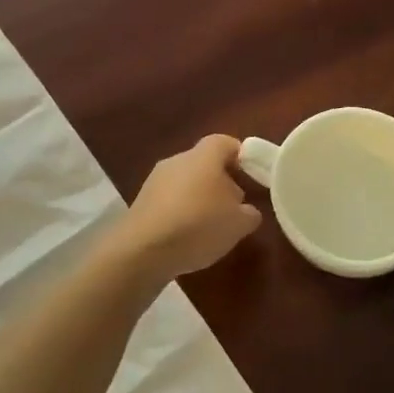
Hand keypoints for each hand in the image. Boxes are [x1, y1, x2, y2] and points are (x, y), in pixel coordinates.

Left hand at [118, 135, 262, 280]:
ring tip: (211, 226)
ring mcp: (155, 179)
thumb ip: (249, 213)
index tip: (252, 175)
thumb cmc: (199, 226)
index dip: (241, 156)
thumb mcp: (239, 224)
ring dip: (199, 198)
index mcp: (204, 156)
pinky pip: (169, 200)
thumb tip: (246, 210)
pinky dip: (181, 211)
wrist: (144, 250)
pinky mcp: (141, 201)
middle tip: (234, 206)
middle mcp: (178, 160)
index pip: (225, 143)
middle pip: (205, 163)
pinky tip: (187, 236)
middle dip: (221, 182)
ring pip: (186, 182)